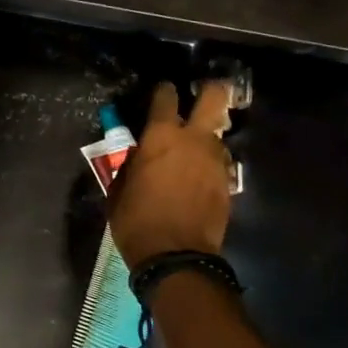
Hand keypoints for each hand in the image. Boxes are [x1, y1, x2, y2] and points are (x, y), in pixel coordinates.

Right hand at [109, 80, 234, 268]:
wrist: (175, 257)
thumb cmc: (135, 220)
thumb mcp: (119, 187)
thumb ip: (132, 162)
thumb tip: (139, 153)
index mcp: (161, 136)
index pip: (166, 97)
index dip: (163, 91)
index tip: (161, 92)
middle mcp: (194, 140)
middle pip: (215, 97)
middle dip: (210, 90)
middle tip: (200, 95)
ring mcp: (217, 161)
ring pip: (218, 133)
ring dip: (206, 136)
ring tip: (191, 150)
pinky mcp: (228, 183)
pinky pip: (220, 162)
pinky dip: (209, 164)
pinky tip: (197, 177)